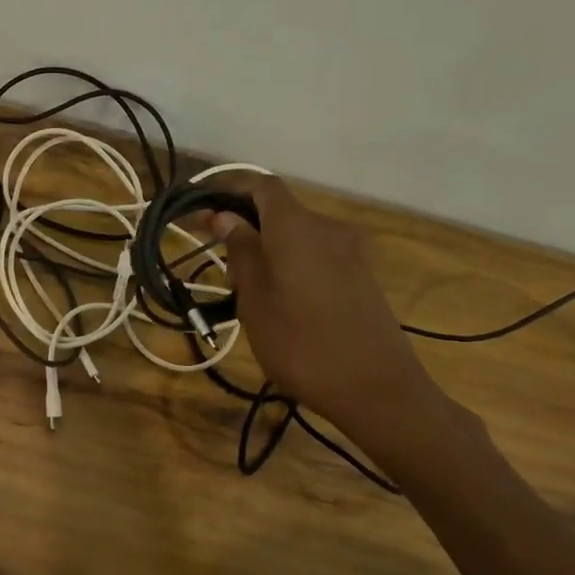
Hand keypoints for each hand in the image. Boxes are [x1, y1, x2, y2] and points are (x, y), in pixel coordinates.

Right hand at [212, 176, 437, 438]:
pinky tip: (277, 298)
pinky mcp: (361, 275)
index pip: (260, 185)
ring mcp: (350, 251)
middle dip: (243, 226)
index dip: (227, 190)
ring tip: (242, 288)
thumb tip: (225, 218)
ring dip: (265, 248)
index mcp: (297, 227)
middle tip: (215, 262)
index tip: (198, 211)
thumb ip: (241, 253)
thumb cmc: (302, 345)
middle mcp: (327, 228)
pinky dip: (289, 262)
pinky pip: (316, 253)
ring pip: (296, 234)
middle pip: (278, 210)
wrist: (377, 388)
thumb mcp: (256, 301)